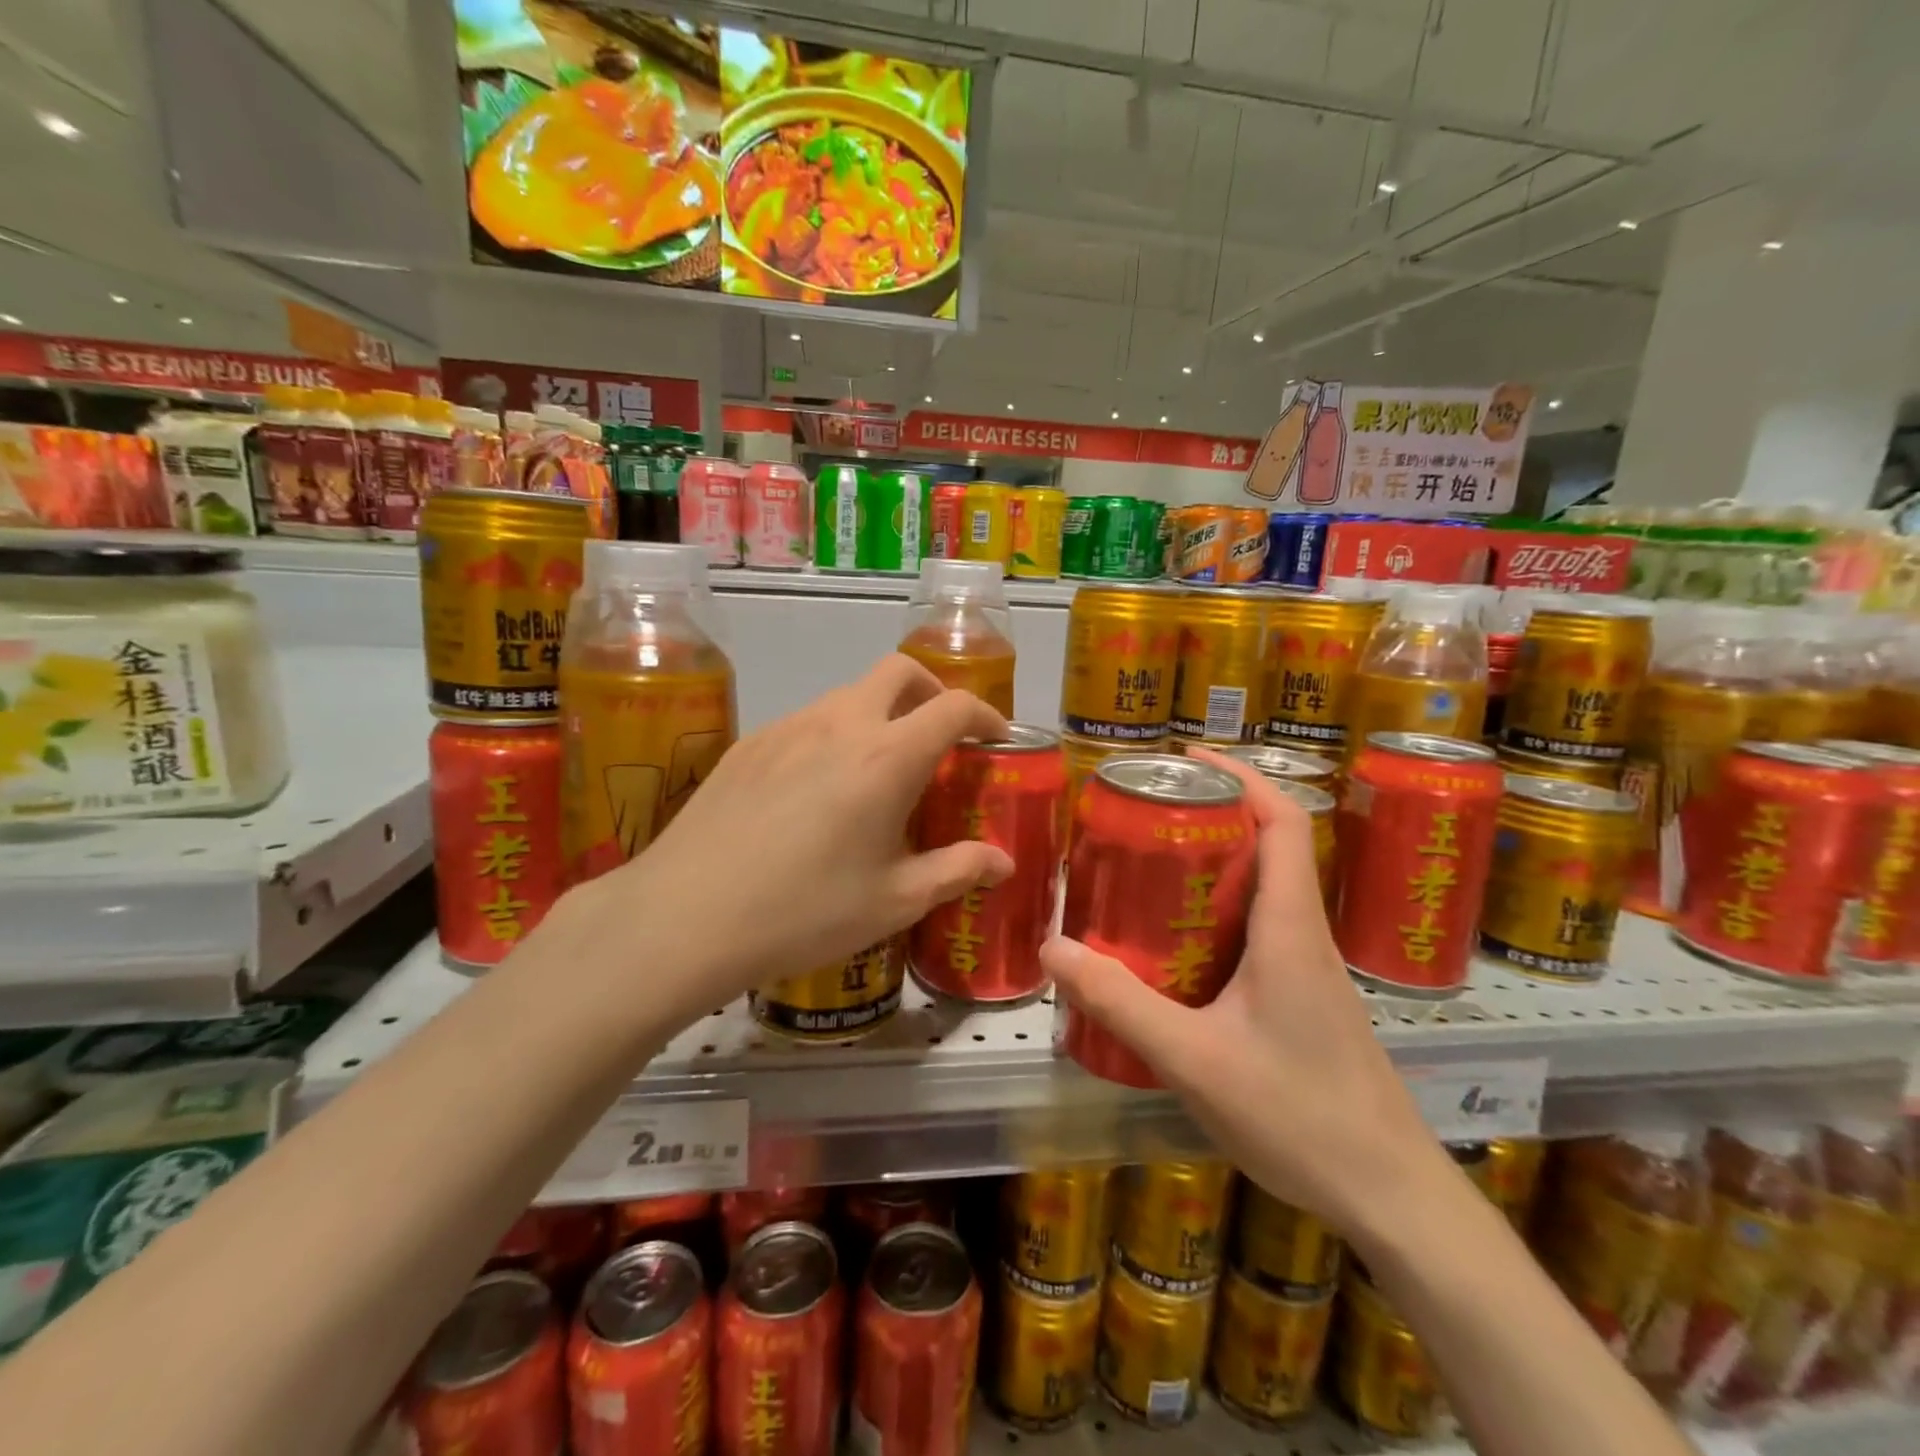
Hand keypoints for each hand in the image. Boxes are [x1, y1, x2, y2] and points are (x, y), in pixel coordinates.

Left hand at [577, 655, 1013, 1011]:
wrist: (685, 916)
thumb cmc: (804, 911)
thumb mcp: (894, 901)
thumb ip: (957, 870)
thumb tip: (1003, 862)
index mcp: (887, 757)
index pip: (953, 707)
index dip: (985, 715)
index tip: (994, 739)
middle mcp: (840, 723)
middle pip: (899, 671)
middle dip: (931, 691)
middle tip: (938, 738)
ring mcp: (788, 726)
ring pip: (849, 694)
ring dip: (879, 714)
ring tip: (876, 772)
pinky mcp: (749, 743)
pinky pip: (807, 720)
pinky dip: (834, 734)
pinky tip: (816, 791)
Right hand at [1041, 748, 1444, 1230]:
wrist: (1392, 1199)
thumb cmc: (1300, 1116)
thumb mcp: (1194, 1059)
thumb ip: (1121, 1002)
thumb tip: (1053, 948)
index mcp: (1289, 928)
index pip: (1283, 822)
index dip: (1241, 776)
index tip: (1187, 758)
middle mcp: (1304, 935)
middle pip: (1268, 846)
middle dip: (1212, 816)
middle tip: (1146, 814)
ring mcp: (1308, 970)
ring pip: (1263, 891)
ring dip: (1214, 866)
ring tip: (1147, 869)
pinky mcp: (1305, 1001)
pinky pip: (1259, 932)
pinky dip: (1218, 915)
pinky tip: (1174, 948)